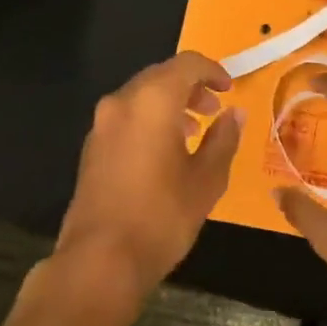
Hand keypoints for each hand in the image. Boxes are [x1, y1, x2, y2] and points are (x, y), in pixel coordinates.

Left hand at [54, 52, 243, 308]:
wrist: (99, 262)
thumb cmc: (162, 216)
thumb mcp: (207, 179)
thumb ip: (224, 138)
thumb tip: (235, 113)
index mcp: (153, 100)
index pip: (187, 63)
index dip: (213, 70)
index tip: (229, 89)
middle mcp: (122, 102)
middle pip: (161, 75)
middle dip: (191, 86)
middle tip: (214, 109)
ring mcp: (102, 124)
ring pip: (142, 96)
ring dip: (170, 103)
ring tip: (193, 131)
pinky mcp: (91, 147)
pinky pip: (126, 117)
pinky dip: (149, 120)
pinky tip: (165, 151)